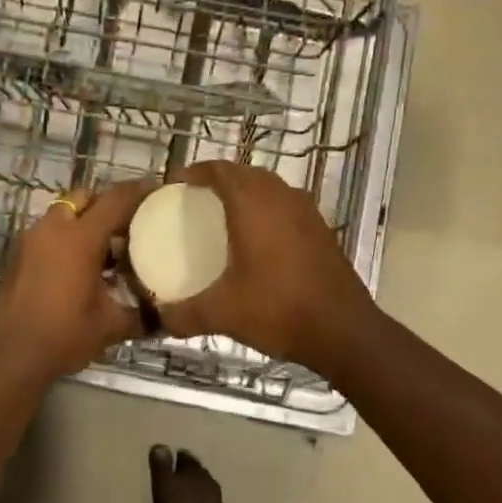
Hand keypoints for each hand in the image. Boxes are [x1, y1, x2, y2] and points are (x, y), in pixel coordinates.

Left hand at [0, 179, 156, 382]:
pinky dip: (66, 238)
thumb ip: (141, 316)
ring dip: (84, 222)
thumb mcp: (110, 326)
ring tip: (106, 249)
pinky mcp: (18, 255)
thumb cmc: (64, 335)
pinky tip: (80, 266)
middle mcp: (54, 229)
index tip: (157, 191)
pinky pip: (48, 233)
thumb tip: (165, 317)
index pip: (115, 200)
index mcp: (80, 238)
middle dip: (107, 204)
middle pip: (85, 197)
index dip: (139, 191)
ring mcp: (31, 240)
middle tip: (129, 224)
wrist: (9, 355)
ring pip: (63, 214)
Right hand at [157, 161, 375, 376]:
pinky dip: (266, 209)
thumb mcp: (222, 314)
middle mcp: (281, 198)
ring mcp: (306, 212)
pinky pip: (285, 205)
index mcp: (253, 205)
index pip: (219, 170)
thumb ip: (182, 314)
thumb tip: (158, 317)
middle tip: (193, 199)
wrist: (343, 331)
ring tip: (221, 214)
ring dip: (245, 192)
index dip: (194, 172)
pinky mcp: (321, 230)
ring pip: (269, 187)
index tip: (173, 185)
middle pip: (244, 173)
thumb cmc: (278, 310)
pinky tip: (256, 238)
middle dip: (217, 179)